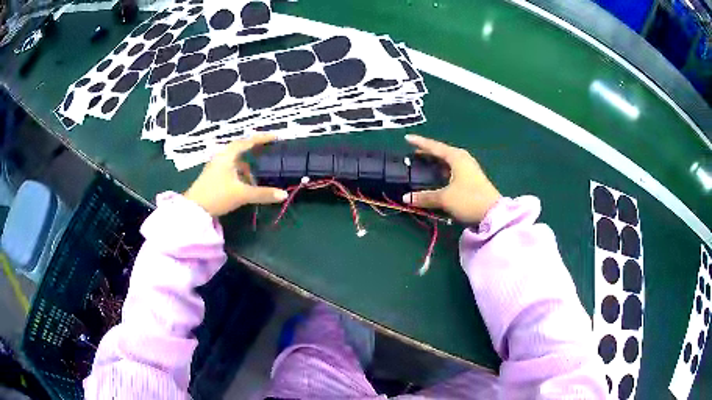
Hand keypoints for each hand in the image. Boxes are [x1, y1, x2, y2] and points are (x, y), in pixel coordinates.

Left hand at [184, 134, 287, 216]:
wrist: (194, 209)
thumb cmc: (217, 196)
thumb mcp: (242, 195)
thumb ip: (263, 194)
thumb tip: (284, 195)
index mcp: (228, 155)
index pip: (248, 141)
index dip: (263, 138)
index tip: (276, 137)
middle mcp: (221, 156)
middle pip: (241, 150)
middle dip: (254, 153)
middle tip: (267, 155)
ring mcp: (215, 166)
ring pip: (235, 162)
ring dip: (246, 169)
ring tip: (254, 182)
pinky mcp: (212, 175)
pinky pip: (230, 169)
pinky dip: (239, 174)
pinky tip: (242, 186)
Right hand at [402, 135, 500, 223]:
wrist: (493, 213)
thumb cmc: (468, 199)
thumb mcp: (445, 198)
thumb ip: (425, 197)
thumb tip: (405, 198)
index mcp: (456, 157)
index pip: (434, 147)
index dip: (420, 143)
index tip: (407, 138)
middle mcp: (463, 159)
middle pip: (442, 153)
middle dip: (427, 153)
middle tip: (413, 154)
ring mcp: (469, 169)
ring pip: (448, 162)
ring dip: (435, 163)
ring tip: (423, 165)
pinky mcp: (471, 179)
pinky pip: (452, 170)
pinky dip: (442, 171)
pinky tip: (437, 177)